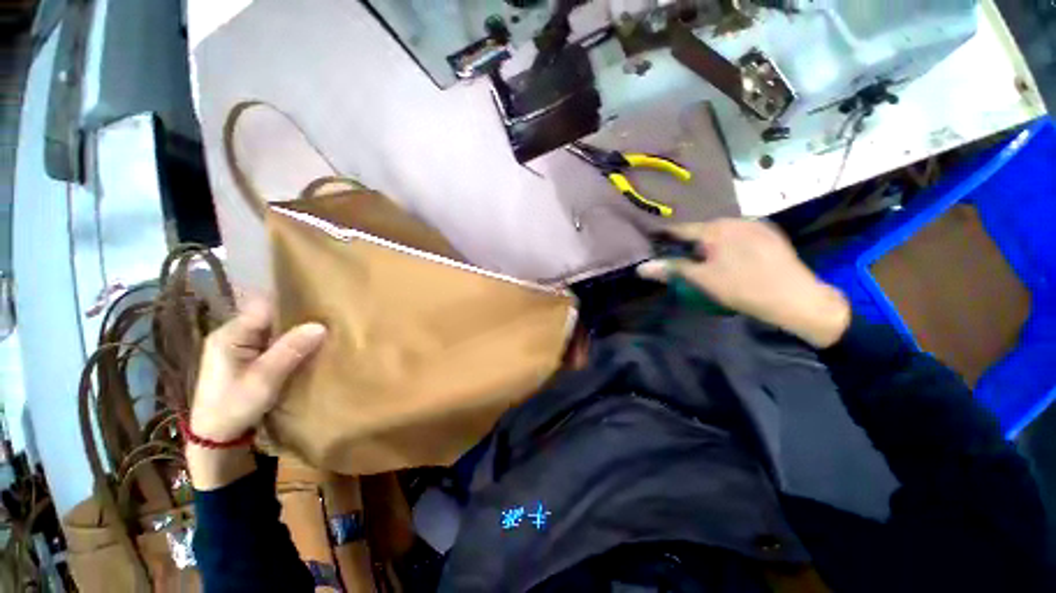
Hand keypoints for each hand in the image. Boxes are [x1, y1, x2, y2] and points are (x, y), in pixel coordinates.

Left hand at [187, 300, 325, 489]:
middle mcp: (232, 334)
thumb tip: (321, 326)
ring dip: (294, 329)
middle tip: (328, 317)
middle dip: (297, 315)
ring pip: (272, 328)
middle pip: (269, 314)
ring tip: (323, 329)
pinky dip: (289, 341)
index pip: (265, 306)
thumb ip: (289, 351)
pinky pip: (271, 340)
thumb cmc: (234, 408)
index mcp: (230, 334)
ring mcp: (238, 345)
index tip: (321, 302)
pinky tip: (306, 346)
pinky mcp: (245, 357)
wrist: (214, 438)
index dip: (292, 301)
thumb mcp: (263, 381)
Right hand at [637, 219, 850, 347]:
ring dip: (710, 243)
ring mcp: (756, 225)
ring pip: (722, 232)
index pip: (680, 229)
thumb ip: (671, 269)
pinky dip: (728, 244)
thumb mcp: (702, 280)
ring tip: (705, 260)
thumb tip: (641, 267)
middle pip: (702, 230)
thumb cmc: (742, 288)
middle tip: (680, 258)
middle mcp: (735, 220)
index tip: (652, 241)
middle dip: (689, 242)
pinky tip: (732, 260)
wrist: (796, 298)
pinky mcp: (770, 235)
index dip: (664, 236)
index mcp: (716, 228)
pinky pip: (740, 235)